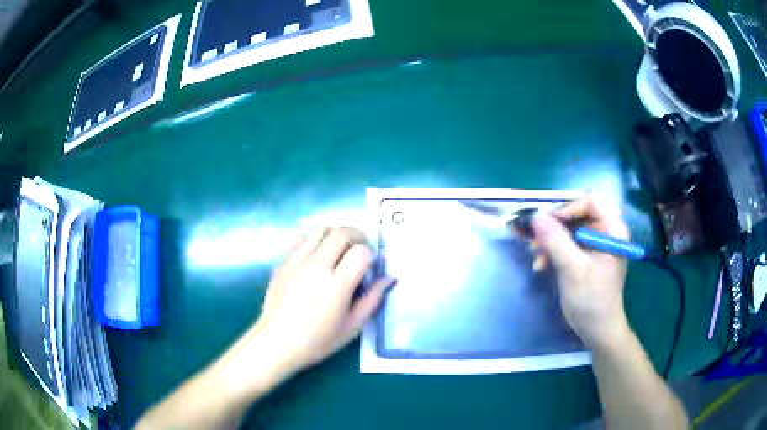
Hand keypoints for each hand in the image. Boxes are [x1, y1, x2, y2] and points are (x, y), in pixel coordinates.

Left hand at [254, 227, 394, 372]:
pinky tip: (317, 256)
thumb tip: (389, 278)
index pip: (362, 251)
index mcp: (337, 285)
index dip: (371, 255)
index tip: (369, 266)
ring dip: (335, 235)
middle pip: (342, 233)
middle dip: (358, 236)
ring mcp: (297, 261)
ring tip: (339, 250)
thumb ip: (373, 299)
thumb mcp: (352, 326)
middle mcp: (317, 266)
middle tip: (360, 250)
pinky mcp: (283, 262)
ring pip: (321, 230)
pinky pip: (302, 238)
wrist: (277, 342)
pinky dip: (315, 240)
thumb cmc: (318, 340)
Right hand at [532, 197, 630, 348]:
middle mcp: (607, 232)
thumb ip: (556, 241)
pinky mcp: (588, 257)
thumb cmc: (591, 300)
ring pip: (571, 229)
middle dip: (555, 227)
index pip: (591, 201)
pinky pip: (569, 244)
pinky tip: (542, 264)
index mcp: (613, 229)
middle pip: (578, 214)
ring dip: (551, 241)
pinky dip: (554, 251)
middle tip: (535, 239)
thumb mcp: (573, 270)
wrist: (598, 331)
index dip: (568, 208)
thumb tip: (535, 216)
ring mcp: (597, 245)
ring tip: (536, 257)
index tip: (548, 224)